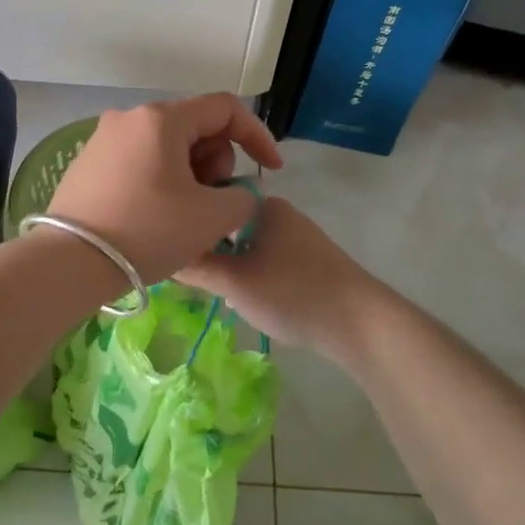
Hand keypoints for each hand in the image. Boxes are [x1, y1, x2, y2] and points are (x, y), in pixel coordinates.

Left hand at [44, 94, 283, 285]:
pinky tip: (156, 216)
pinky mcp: (87, 163)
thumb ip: (243, 197)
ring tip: (184, 215)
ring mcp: (103, 139)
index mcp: (162, 119)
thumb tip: (239, 193)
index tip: (269, 171)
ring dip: (190, 173)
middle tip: (212, 202)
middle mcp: (129, 117)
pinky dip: (161, 180)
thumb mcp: (211, 217)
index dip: (257, 136)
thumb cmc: (147, 231)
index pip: (225, 109)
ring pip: (167, 146)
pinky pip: (140, 161)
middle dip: (216, 161)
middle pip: (194, 126)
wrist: (70, 261)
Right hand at [178, 197, 383, 360]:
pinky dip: (251, 274)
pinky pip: (266, 259)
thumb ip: (196, 267)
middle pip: (227, 224)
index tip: (170, 248)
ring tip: (213, 290)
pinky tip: (244, 298)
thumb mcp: (234, 282)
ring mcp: (297, 237)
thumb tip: (164, 256)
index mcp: (263, 205)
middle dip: (208, 249)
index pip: (211, 201)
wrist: (360, 323)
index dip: (188, 223)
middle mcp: (280, 213)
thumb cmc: (291, 293)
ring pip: (246, 245)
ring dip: (229, 265)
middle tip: (189, 276)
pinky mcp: (309, 261)